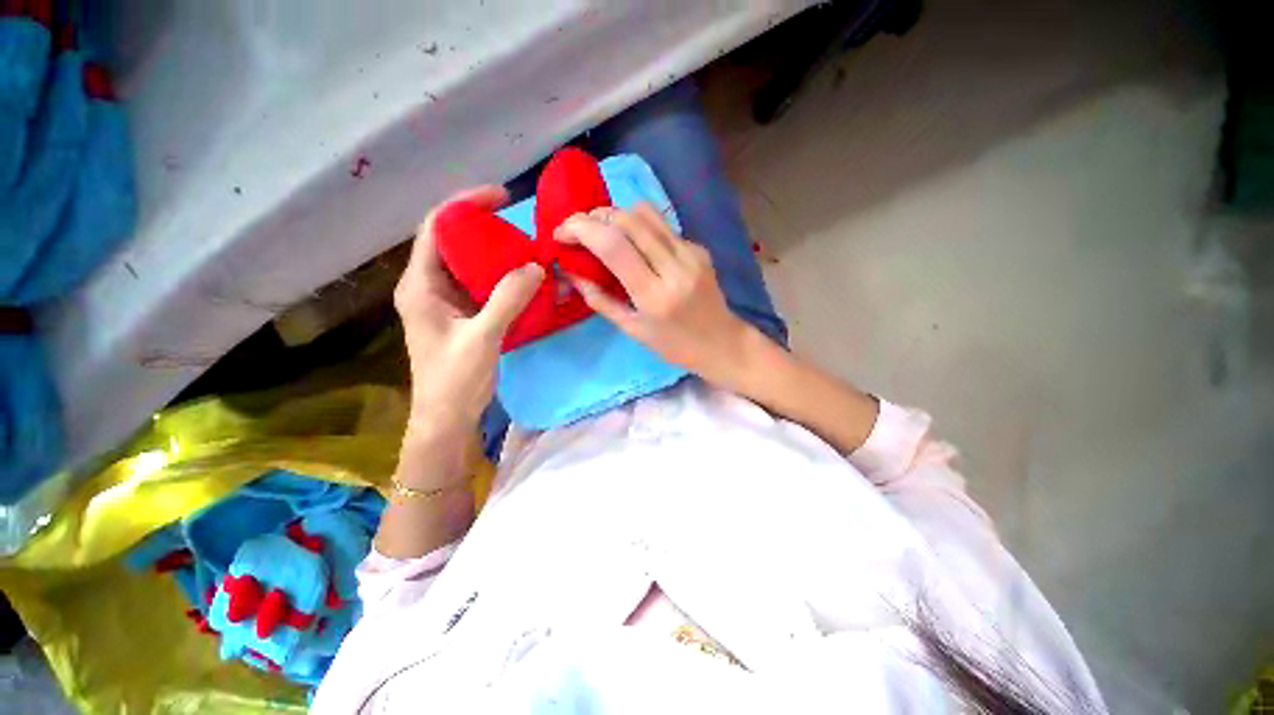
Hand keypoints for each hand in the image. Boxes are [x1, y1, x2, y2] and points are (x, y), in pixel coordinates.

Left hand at [395, 186, 544, 442]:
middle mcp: (429, 287)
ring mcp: (446, 301)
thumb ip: (507, 299)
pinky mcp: (462, 315)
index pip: (436, 228)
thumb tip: (536, 266)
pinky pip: (482, 285)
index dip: (465, 205)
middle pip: (454, 242)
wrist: (447, 417)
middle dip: (486, 228)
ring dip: (497, 254)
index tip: (500, 196)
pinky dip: (502, 278)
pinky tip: (524, 279)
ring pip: (470, 264)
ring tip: (527, 249)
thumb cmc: (454, 380)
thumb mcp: (482, 337)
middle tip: (521, 227)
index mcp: (420, 285)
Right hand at [554, 203, 752, 385]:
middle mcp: (674, 267)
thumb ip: (600, 300)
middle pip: (627, 219)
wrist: (722, 343)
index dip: (580, 229)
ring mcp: (691, 253)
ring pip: (646, 213)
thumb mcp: (633, 330)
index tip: (560, 232)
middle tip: (578, 229)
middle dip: (594, 216)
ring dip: (616, 214)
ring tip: (602, 230)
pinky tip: (634, 244)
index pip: (613, 245)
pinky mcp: (699, 247)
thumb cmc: (674, 346)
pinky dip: (639, 226)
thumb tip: (571, 273)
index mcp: (654, 295)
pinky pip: (662, 225)